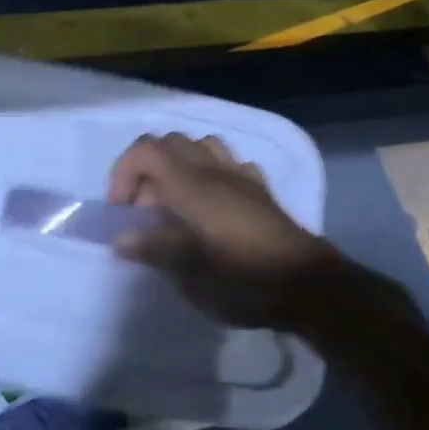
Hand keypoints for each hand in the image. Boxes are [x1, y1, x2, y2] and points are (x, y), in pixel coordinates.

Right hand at [108, 133, 340, 328]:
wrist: (307, 287)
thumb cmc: (243, 278)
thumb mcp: (189, 272)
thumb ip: (153, 248)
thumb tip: (121, 239)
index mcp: (191, 184)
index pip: (146, 150)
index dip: (123, 172)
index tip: (122, 210)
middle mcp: (214, 170)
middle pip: (170, 143)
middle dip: (147, 169)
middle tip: (145, 211)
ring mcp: (242, 177)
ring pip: (202, 146)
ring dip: (179, 166)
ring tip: (175, 203)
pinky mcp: (261, 191)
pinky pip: (231, 165)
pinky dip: (212, 175)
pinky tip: (212, 204)